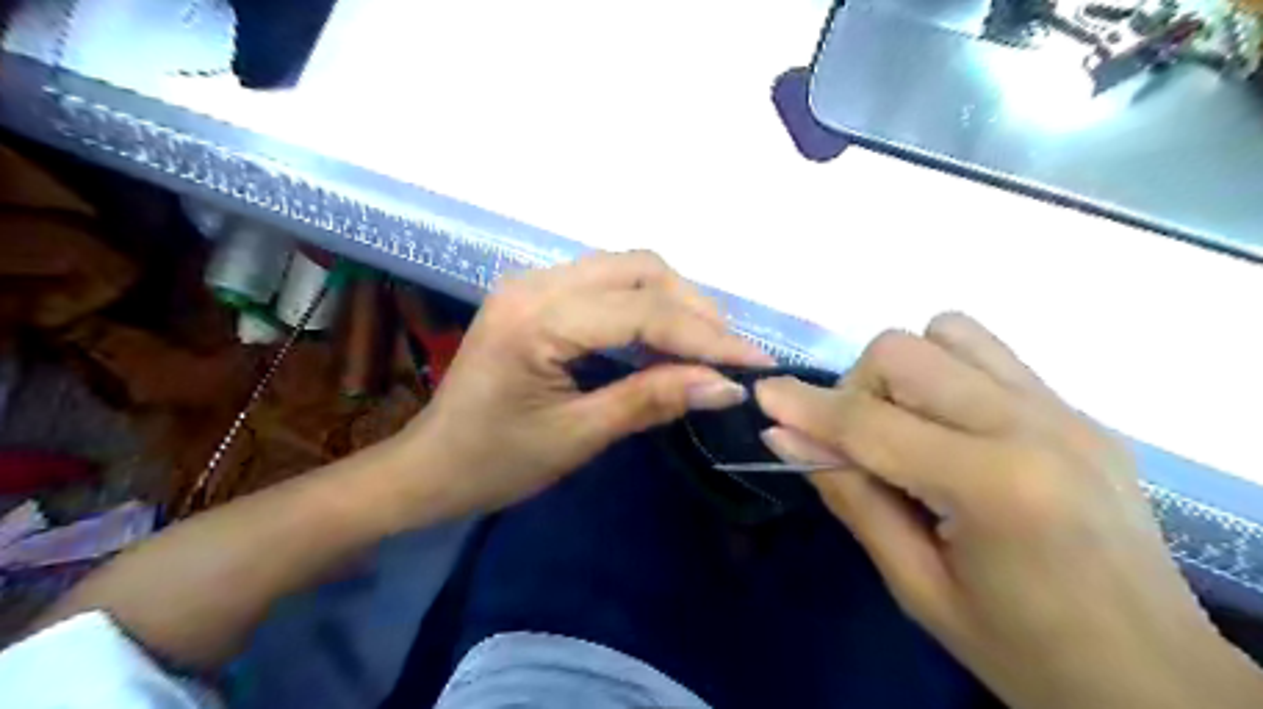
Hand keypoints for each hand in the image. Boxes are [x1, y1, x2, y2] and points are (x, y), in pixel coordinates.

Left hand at [397, 251, 768, 516]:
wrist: (430, 467)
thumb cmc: (495, 463)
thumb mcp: (577, 437)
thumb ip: (651, 400)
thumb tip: (725, 386)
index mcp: (537, 319)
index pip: (642, 311)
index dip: (706, 336)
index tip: (755, 362)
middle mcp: (535, 283)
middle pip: (639, 269)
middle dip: (695, 309)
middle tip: (730, 355)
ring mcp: (533, 282)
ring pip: (627, 268)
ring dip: (674, 301)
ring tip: (707, 346)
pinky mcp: (537, 294)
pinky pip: (607, 283)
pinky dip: (646, 305)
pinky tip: (665, 337)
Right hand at [754, 313, 1258, 707]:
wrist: (1154, 680)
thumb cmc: (1023, 651)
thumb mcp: (916, 587)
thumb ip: (851, 497)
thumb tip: (786, 438)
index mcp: (995, 486)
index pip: (871, 423)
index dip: (806, 408)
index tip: (763, 396)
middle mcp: (1034, 426)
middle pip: (905, 352)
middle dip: (856, 389)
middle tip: (857, 445)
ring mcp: (1064, 411)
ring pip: (947, 333)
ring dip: (904, 373)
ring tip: (906, 430)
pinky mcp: (1078, 411)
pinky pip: (987, 355)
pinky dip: (944, 376)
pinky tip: (949, 429)